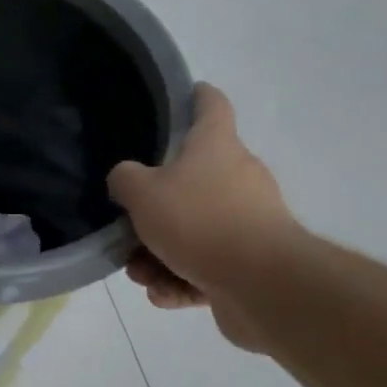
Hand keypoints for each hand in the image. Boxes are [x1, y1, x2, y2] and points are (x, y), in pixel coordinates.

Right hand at [107, 82, 299, 351]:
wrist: (261, 284)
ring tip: (140, 272)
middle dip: (153, 208)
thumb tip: (126, 179)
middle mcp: (237, 177)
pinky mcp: (249, 265)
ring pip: (191, 231)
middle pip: (189, 181)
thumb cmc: (199, 221)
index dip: (196, 96)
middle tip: (128, 225)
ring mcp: (248, 222)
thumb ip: (125, 179)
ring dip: (159, 253)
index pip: (211, 105)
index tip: (183, 94)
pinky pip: (204, 267)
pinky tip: (162, 293)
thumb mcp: (142, 193)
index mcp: (216, 146)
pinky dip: (181, 280)